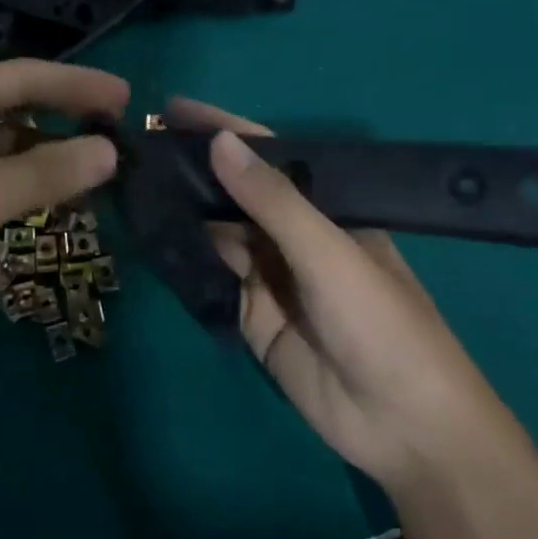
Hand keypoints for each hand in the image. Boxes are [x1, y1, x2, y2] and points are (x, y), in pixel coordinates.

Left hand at [0, 61, 128, 349]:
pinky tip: (56, 196)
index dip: (76, 84)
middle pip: (14, 104)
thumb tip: (110, 151)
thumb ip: (46, 172)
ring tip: (98, 167)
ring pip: (4, 141)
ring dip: (47, 152)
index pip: (22, 76)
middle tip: (118, 130)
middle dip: (65, 115)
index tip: (125, 98)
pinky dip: (24, 180)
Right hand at [166, 98, 521, 493]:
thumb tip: (218, 140)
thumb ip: (273, 199)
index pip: (266, 153)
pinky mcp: (248, 312)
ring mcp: (268, 273)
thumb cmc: (382, 324)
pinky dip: (182, 255)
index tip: (173, 109)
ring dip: (181, 208)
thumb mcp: (329, 252)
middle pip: (234, 190)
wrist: (405, 429)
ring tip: (132, 182)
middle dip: (192, 168)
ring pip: (216, 229)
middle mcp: (292, 233)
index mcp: (324, 206)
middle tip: (137, 147)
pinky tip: (148, 235)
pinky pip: (209, 274)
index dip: (222, 128)